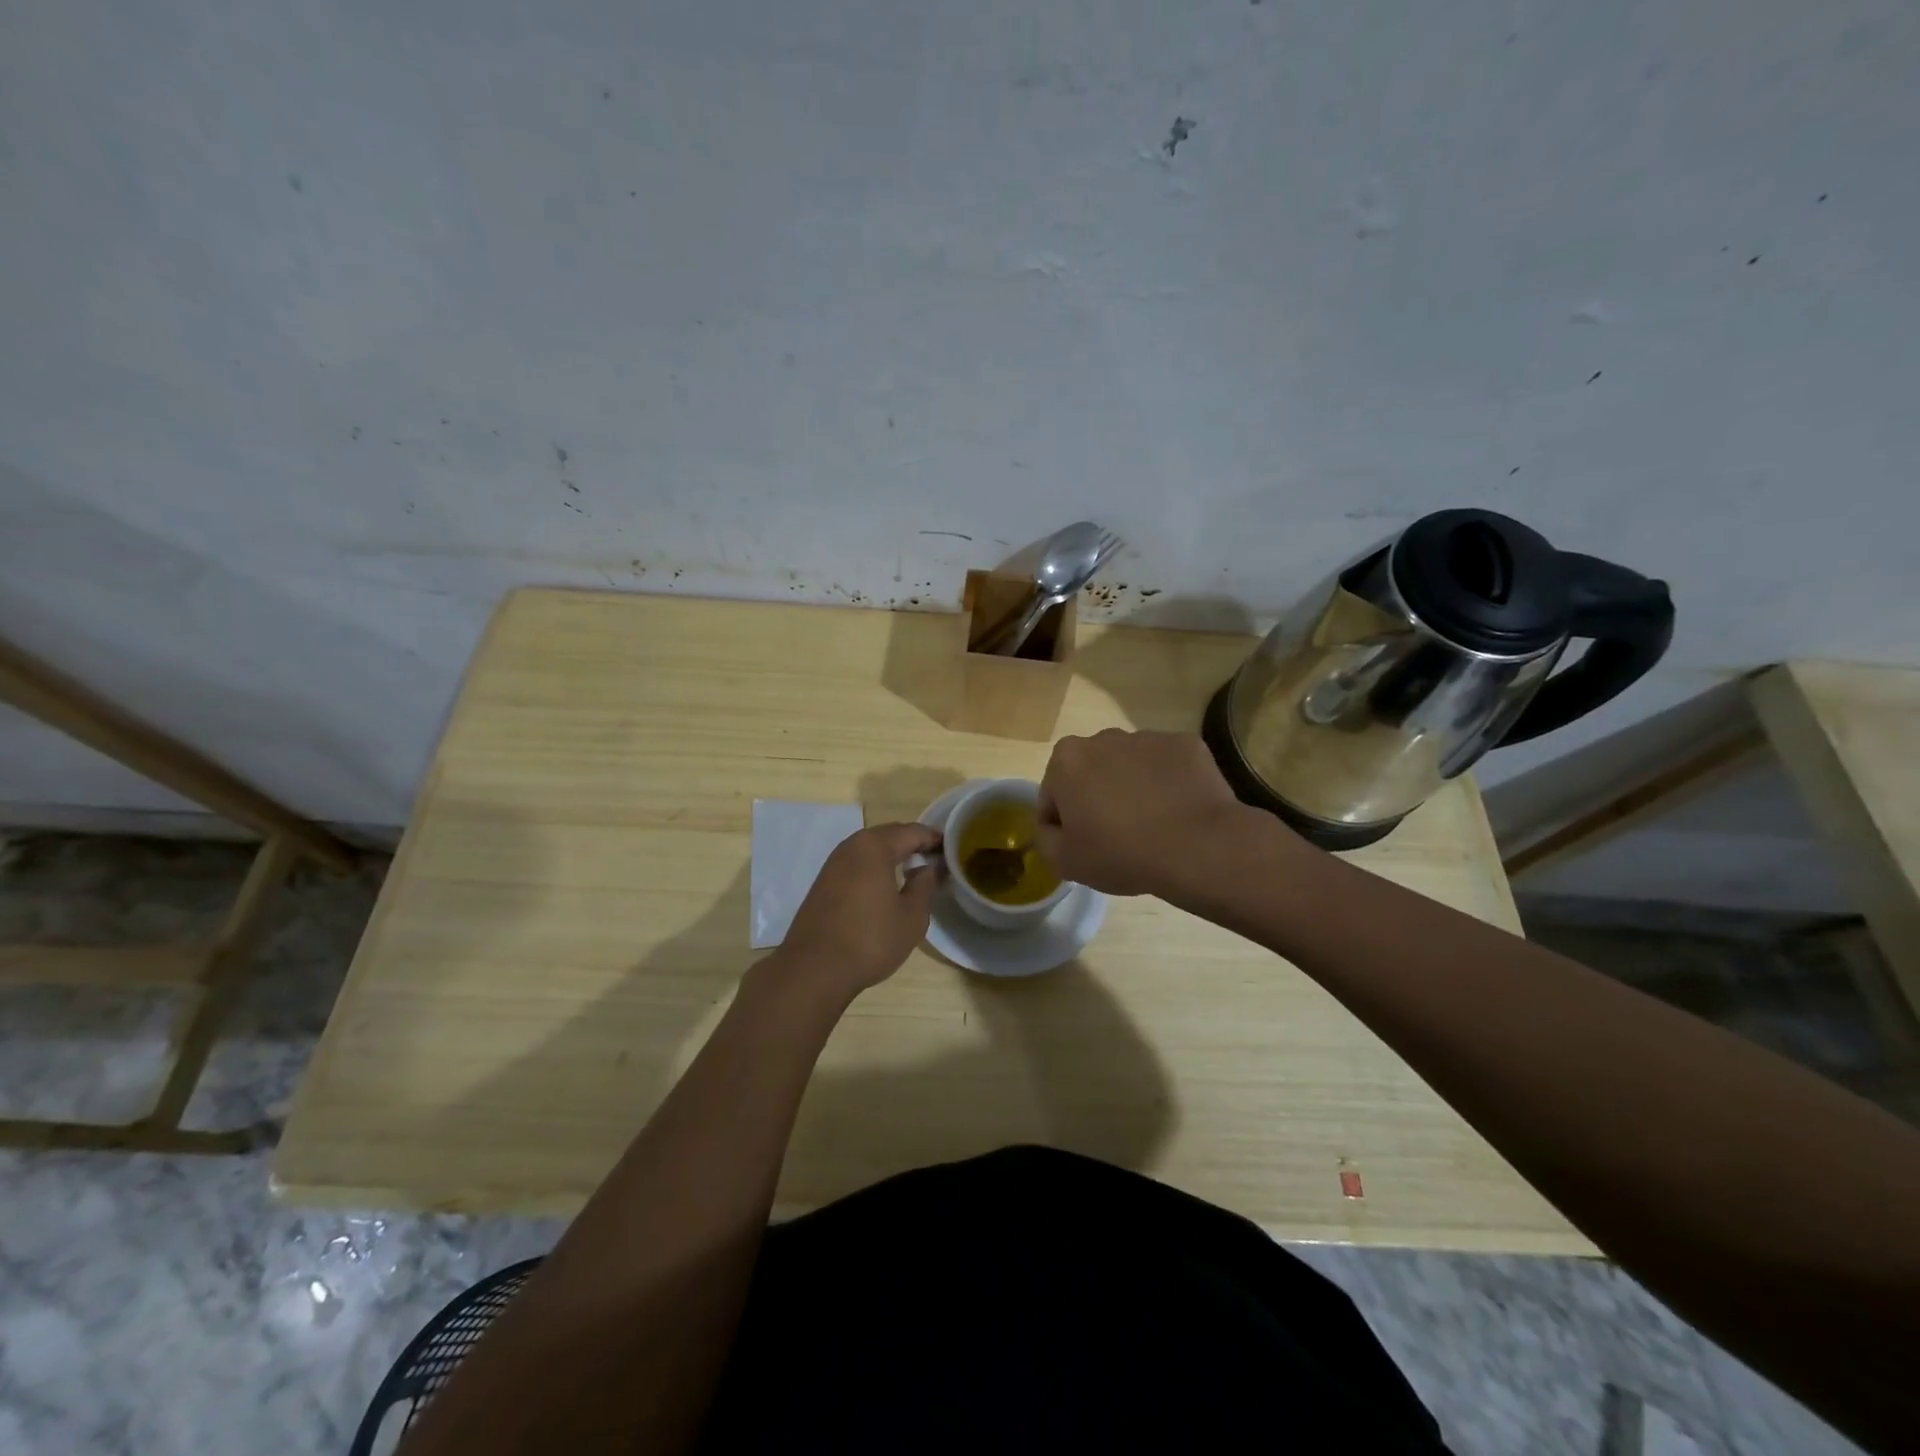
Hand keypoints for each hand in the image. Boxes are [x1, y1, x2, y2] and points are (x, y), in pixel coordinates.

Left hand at [775, 823, 941, 998]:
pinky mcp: (823, 882)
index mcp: (875, 846)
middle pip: (890, 835)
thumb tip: (928, 867)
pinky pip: (857, 863)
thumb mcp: (912, 916)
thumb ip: (925, 885)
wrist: (814, 969)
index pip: (913, 832)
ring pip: (871, 849)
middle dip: (913, 843)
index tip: (952, 850)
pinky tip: (885, 886)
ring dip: (893, 855)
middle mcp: (851, 846)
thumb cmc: (871, 940)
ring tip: (914, 871)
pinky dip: (875, 867)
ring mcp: (833, 863)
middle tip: (935, 859)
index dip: (935, 839)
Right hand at [1036, 730, 1265, 897]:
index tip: (1082, 846)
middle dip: (1097, 797)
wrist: (1198, 846)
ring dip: (1132, 788)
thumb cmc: (1121, 853)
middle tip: (1116, 836)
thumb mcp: (1065, 862)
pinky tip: (1177, 813)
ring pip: (1129, 766)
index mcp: (1067, 760)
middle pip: (1091, 772)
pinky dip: (1168, 785)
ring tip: (1152, 826)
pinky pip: (1167, 766)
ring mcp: (1148, 737)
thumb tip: (1053, 828)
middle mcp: (1103, 738)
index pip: (1052, 795)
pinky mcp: (1185, 744)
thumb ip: (1045, 839)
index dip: (1063, 824)